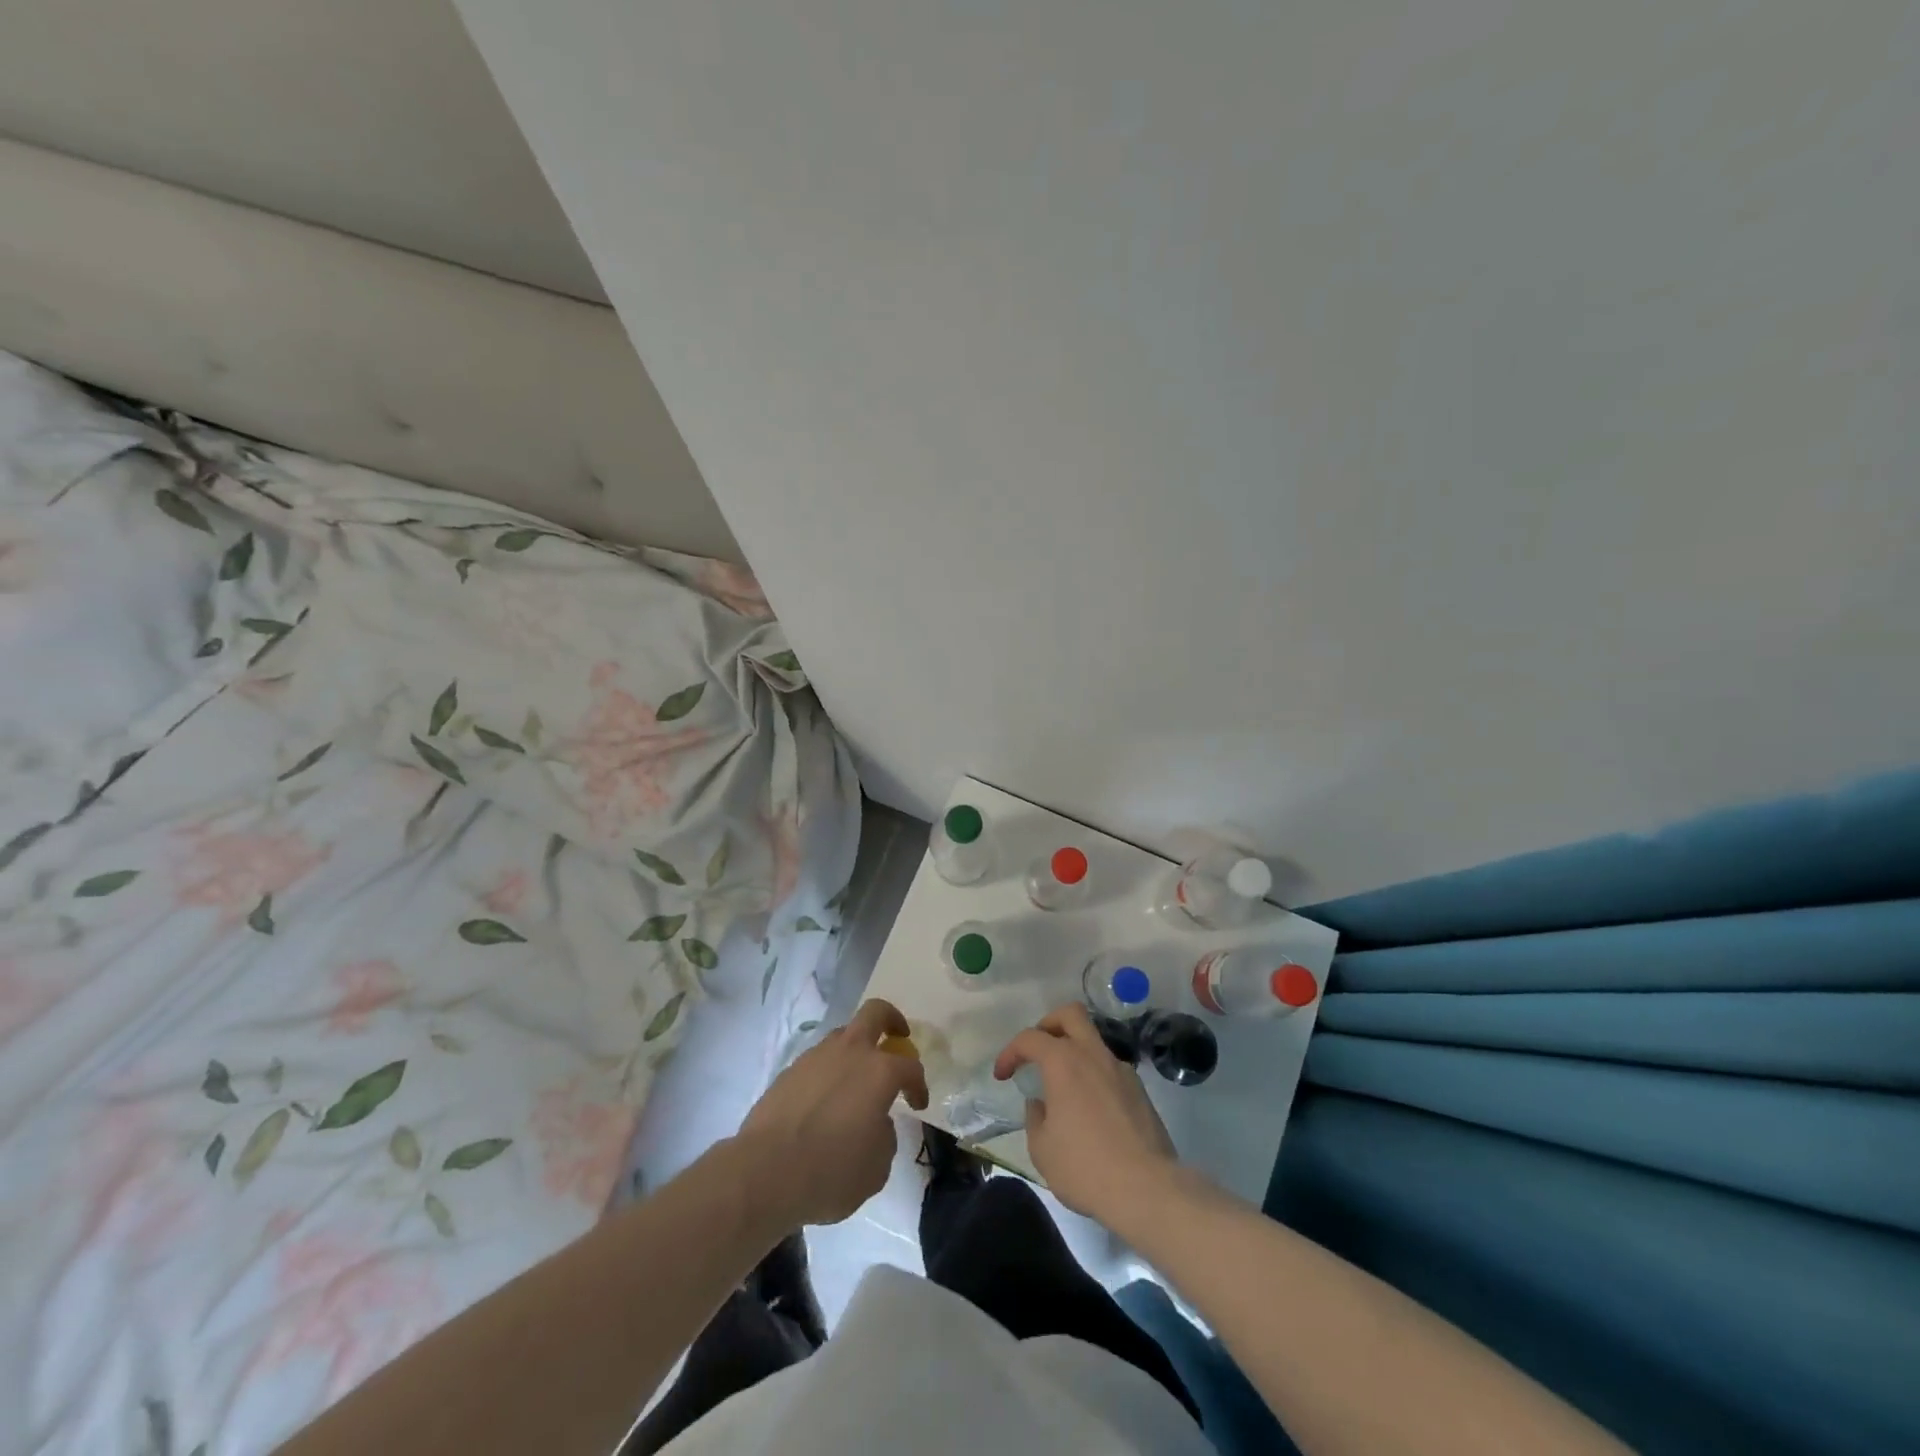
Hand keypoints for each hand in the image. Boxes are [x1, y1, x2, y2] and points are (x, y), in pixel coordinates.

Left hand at [737, 999, 928, 1226]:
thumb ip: (885, 1136)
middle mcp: (850, 1052)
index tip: (917, 1104)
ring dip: (856, 1049)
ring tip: (856, 1079)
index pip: (910, 1067)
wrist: (765, 1172)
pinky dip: (828, 1072)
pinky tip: (825, 1101)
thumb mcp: (876, 1167)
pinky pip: (818, 1061)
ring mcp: (816, 1057)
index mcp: (879, 1071)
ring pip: (843, 1035)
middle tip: (898, 1037)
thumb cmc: (831, 1171)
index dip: (919, 1085)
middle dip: (892, 1020)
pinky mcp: (789, 1071)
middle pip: (876, 1013)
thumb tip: (876, 1122)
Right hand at [994, 1003, 1177, 1220]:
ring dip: (1074, 1053)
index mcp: (1064, 1062)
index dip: (1010, 1052)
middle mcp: (1093, 1055)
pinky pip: (1110, 1069)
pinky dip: (1095, 1077)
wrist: (1147, 1189)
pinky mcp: (1140, 1091)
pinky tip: (1091, 1110)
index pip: (1030, 1038)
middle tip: (1038, 1051)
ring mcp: (1121, 1070)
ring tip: (1064, 1088)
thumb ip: (1035, 1117)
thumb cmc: (1085, 1167)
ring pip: (1094, 1041)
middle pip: (1071, 1014)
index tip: (1003, 1075)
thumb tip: (1041, 1104)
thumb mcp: (1042, 1149)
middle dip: (1049, 1024)